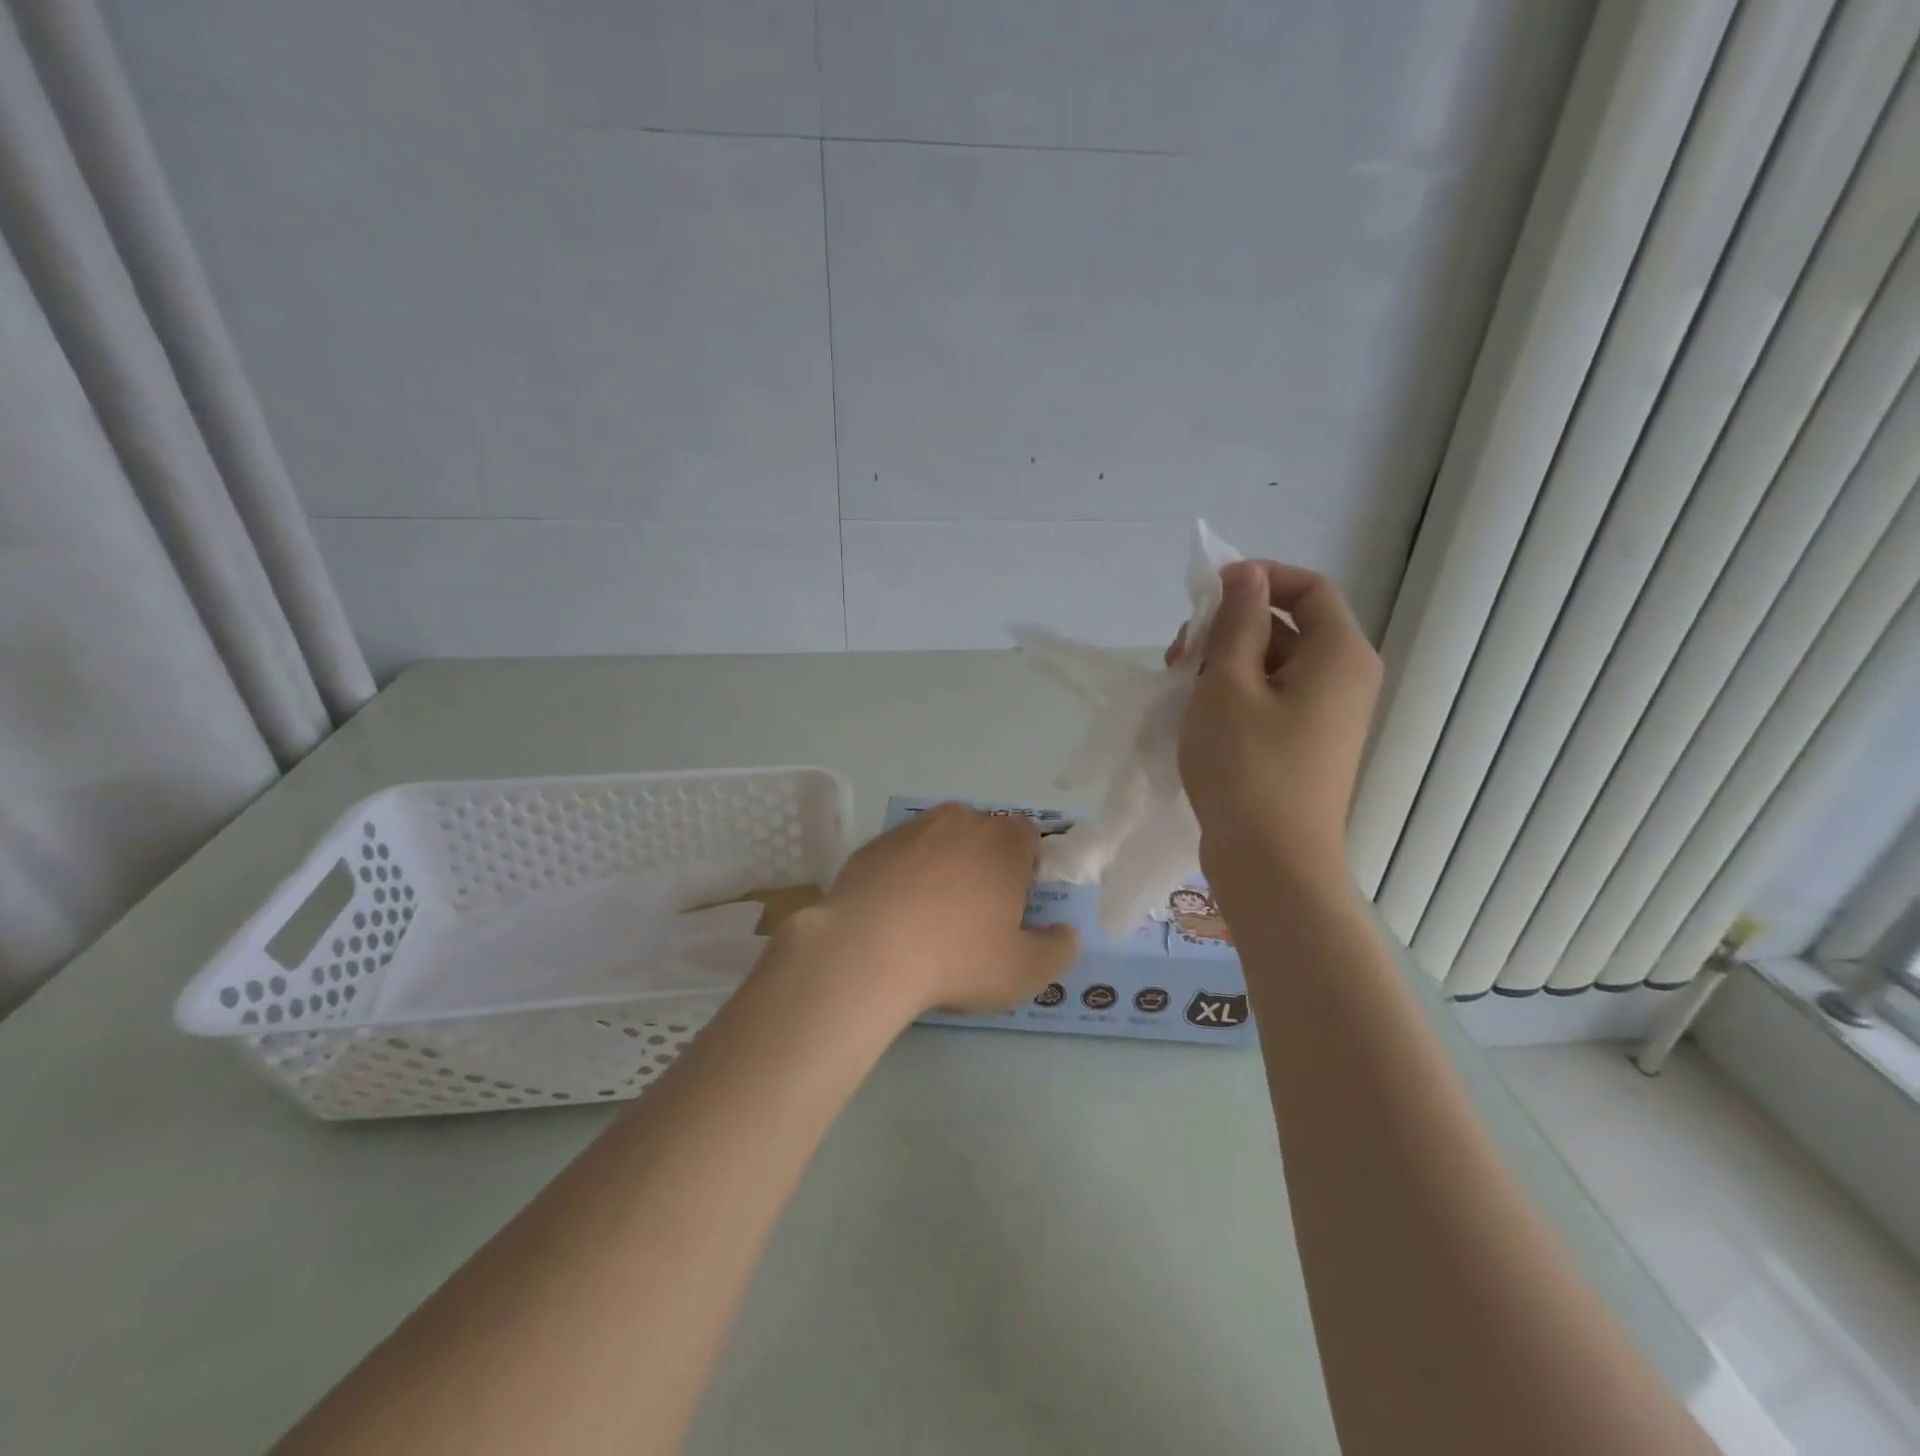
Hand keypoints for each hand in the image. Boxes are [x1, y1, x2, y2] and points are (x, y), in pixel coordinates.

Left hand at [791, 803, 1078, 1016]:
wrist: (866, 950)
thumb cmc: (956, 958)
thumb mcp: (1023, 971)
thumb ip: (1057, 951)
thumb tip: (1067, 933)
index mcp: (1003, 842)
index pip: (1027, 835)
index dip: (1026, 864)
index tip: (1015, 900)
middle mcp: (960, 821)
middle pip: (982, 834)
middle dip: (984, 863)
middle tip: (975, 911)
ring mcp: (911, 829)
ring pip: (939, 840)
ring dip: (942, 865)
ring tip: (930, 914)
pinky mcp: (872, 845)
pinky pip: (901, 855)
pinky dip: (904, 875)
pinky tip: (894, 913)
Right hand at [1177, 560, 1380, 904]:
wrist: (1270, 862)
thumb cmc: (1247, 766)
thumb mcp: (1229, 684)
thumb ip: (1238, 623)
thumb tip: (1246, 576)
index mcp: (1340, 655)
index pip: (1309, 588)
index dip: (1258, 579)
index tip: (1207, 594)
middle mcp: (1344, 680)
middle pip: (1288, 627)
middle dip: (1230, 628)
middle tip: (1178, 653)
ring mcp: (1325, 717)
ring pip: (1273, 666)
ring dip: (1225, 663)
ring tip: (1179, 687)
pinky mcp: (1304, 746)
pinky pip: (1271, 700)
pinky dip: (1234, 695)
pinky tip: (1196, 714)